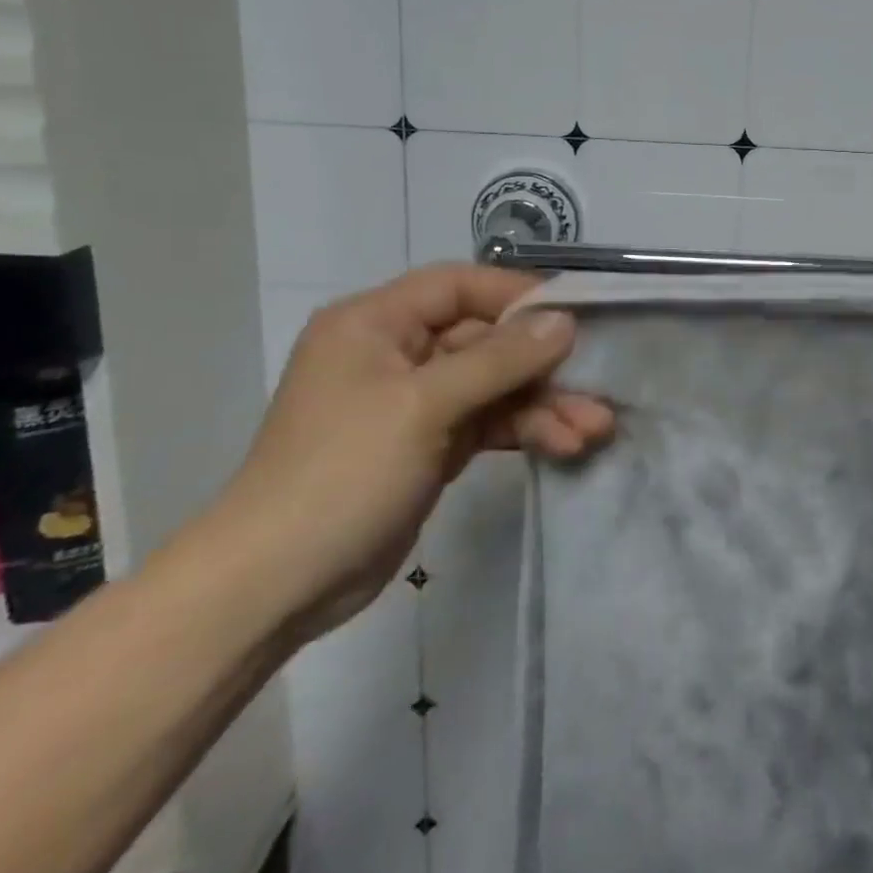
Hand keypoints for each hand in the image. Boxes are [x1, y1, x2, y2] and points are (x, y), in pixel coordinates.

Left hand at [207, 266, 612, 642]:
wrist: (275, 587)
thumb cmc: (341, 473)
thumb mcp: (424, 406)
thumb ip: (500, 359)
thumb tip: (564, 321)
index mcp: (376, 323)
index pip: (459, 285)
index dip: (519, 294)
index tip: (576, 311)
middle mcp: (397, 352)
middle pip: (487, 339)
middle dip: (543, 365)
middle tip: (597, 382)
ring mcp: (416, 402)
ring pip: (495, 385)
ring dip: (544, 404)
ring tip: (594, 428)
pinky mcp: (431, 444)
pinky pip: (490, 421)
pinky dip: (526, 430)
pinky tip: (566, 445)